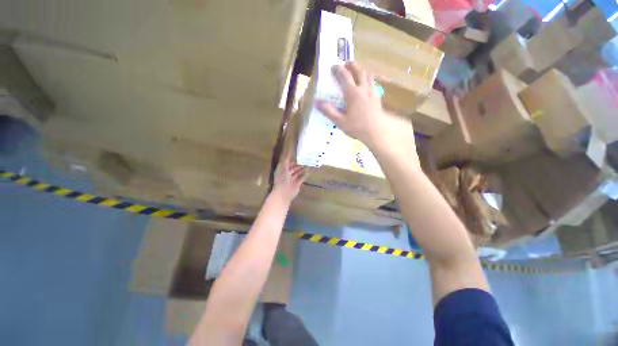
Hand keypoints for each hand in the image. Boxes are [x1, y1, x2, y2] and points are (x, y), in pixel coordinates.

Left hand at [273, 159, 305, 202]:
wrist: (284, 192)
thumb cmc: (282, 179)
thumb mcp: (283, 167)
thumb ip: (286, 159)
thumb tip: (288, 151)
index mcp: (282, 170)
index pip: (286, 164)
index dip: (290, 160)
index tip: (296, 156)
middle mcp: (286, 175)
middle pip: (292, 169)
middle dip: (297, 165)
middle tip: (304, 160)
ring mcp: (292, 180)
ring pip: (297, 174)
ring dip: (301, 170)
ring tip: (307, 165)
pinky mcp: (296, 184)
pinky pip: (301, 179)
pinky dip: (304, 176)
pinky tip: (308, 172)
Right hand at [316, 62, 415, 154]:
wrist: (376, 131)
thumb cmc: (357, 127)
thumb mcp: (340, 121)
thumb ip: (329, 111)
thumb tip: (317, 103)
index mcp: (353, 93)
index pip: (345, 76)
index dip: (338, 69)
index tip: (333, 66)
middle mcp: (363, 88)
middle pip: (359, 71)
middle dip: (351, 65)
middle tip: (346, 64)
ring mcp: (372, 92)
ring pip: (368, 75)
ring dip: (361, 71)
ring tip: (356, 72)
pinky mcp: (377, 97)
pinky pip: (373, 83)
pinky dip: (368, 80)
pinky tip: (366, 85)